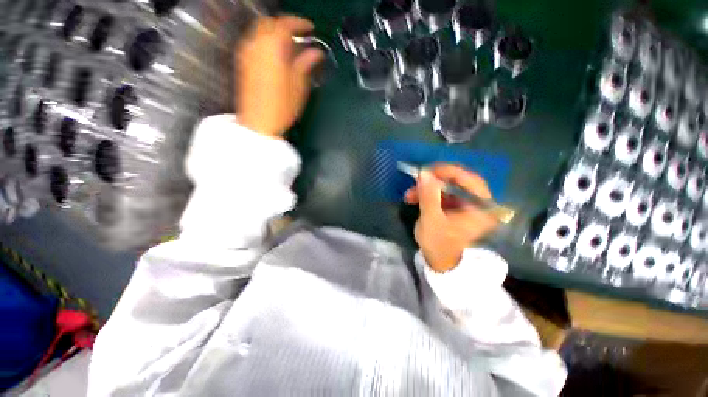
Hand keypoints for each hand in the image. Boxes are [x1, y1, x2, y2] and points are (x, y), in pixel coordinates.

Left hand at [235, 16, 323, 137]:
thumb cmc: (281, 107)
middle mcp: (256, 44)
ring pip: (261, 31)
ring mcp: (247, 52)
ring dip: (276, 33)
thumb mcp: (298, 86)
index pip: (285, 23)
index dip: (299, 23)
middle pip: (270, 23)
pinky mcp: (243, 62)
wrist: (257, 123)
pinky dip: (267, 42)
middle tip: (300, 36)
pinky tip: (277, 56)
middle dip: (286, 25)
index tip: (311, 28)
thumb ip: (305, 64)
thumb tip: (316, 52)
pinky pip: (255, 42)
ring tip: (290, 47)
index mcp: (272, 48)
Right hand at [404, 164, 499, 272]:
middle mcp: (477, 203)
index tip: (429, 170)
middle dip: (434, 181)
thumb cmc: (439, 244)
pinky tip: (413, 198)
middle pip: (458, 182)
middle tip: (417, 180)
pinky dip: (427, 194)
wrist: (439, 262)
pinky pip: (442, 194)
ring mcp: (465, 204)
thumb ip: (428, 195)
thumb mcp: (432, 219)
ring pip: (446, 187)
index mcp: (481, 209)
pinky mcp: (455, 207)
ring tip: (409, 195)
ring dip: (426, 189)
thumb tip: (423, 172)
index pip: (470, 180)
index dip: (450, 172)